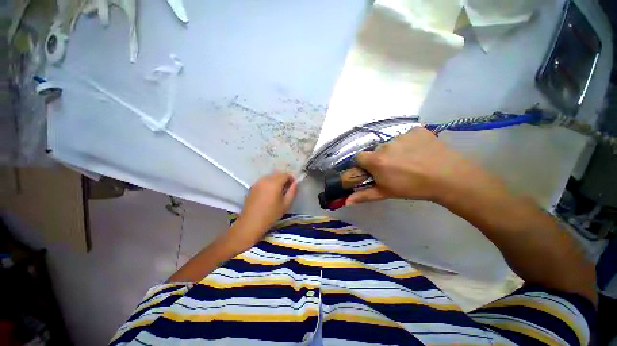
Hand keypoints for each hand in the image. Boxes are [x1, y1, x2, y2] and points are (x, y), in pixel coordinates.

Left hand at [230, 172, 297, 246]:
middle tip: (286, 189)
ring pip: (270, 176)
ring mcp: (257, 182)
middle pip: (277, 173)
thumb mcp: (286, 204)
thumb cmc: (271, 215)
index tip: (293, 187)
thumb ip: (292, 191)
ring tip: (278, 192)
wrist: (251, 223)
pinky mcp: (252, 187)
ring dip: (276, 180)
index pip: (285, 174)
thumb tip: (295, 183)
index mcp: (274, 183)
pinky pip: (264, 181)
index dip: (291, 179)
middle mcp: (265, 179)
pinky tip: (269, 194)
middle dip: (284, 179)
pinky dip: (269, 183)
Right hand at [347, 127, 482, 204]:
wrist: (448, 178)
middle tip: (395, 168)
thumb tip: (346, 201)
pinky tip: (420, 151)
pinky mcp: (416, 130)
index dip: (364, 164)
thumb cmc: (412, 188)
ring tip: (410, 160)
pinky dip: (410, 143)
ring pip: (391, 143)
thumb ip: (364, 195)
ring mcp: (401, 135)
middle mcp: (385, 145)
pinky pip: (407, 136)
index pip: (358, 157)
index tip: (372, 170)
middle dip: (381, 158)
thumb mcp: (386, 192)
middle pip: (376, 150)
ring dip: (396, 150)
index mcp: (375, 160)